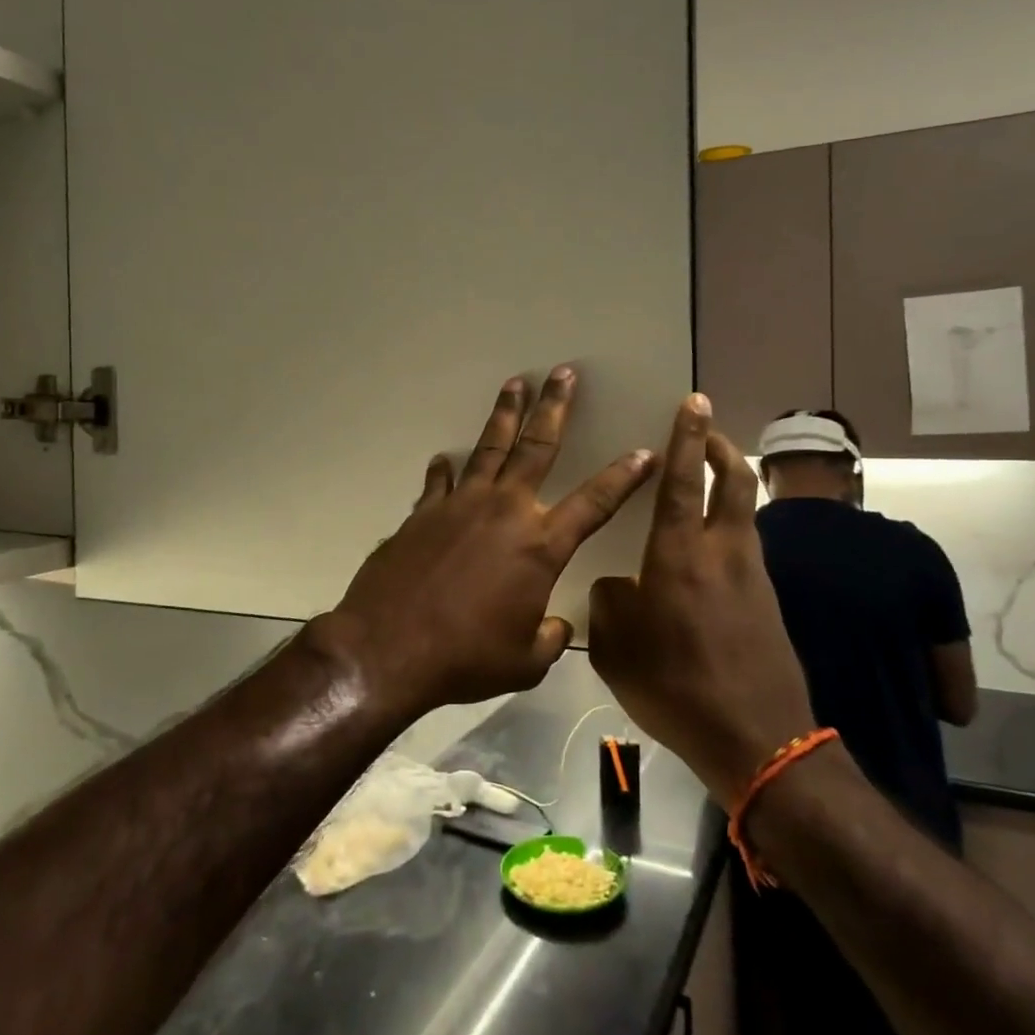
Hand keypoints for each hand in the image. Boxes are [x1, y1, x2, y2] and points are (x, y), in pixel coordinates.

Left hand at [310, 366, 654, 714]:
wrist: (389, 648)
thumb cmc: (466, 657)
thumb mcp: (524, 662)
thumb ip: (549, 638)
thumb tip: (556, 625)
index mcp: (541, 545)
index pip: (596, 502)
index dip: (624, 476)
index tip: (645, 452)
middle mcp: (505, 511)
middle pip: (537, 446)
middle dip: (555, 407)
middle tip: (563, 373)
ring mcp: (460, 505)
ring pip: (489, 447)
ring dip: (504, 414)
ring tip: (515, 384)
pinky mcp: (422, 513)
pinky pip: (440, 482)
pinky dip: (446, 469)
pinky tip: (445, 459)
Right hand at [587, 394, 816, 808]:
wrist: (757, 738)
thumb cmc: (676, 687)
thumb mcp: (617, 649)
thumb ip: (608, 604)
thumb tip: (616, 585)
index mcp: (678, 556)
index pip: (682, 480)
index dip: (687, 437)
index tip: (692, 401)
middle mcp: (722, 552)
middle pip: (734, 480)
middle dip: (720, 447)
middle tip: (704, 429)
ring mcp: (752, 574)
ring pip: (744, 510)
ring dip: (728, 484)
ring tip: (703, 483)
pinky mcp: (767, 599)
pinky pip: (747, 544)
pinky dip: (730, 525)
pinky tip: (709, 549)